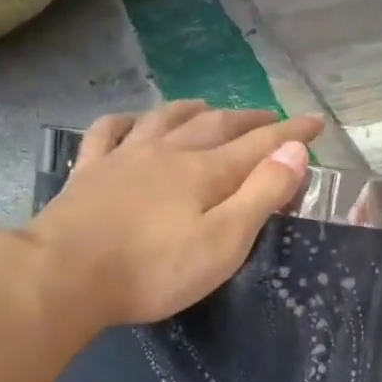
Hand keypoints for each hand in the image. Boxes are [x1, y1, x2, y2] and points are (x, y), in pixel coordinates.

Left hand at [22, 101, 322, 328]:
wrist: (66, 274)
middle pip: (216, 126)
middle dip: (249, 119)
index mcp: (205, 172)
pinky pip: (108, 132)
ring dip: (192, 110)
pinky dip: (125, 121)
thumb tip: (295, 150)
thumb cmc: (153, 270)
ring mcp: (124, 157)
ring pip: (165, 119)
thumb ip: (261, 194)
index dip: (291, 134)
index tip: (315, 123)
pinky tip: (130, 122)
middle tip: (270, 118)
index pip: (260, 144)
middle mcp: (168, 153)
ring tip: (208, 106)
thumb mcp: (222, 242)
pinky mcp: (88, 172)